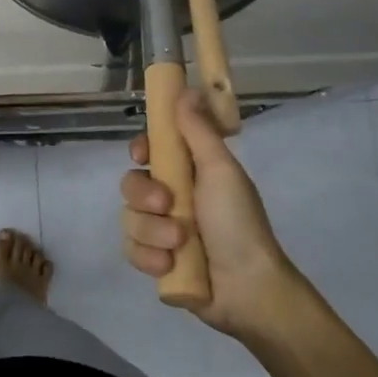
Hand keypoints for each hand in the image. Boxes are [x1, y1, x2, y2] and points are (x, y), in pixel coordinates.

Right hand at [120, 90, 296, 337]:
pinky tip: (169, 265)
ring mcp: (161, 231)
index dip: (140, 150)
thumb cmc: (238, 223)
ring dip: (152, 232)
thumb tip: (187, 89)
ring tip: (179, 245)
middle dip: (144, 196)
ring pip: (129, 219)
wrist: (248, 288)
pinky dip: (148, 258)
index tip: (143, 155)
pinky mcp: (155, 261)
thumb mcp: (220, 170)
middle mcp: (171, 199)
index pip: (149, 151)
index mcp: (189, 173)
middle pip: (130, 184)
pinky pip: (131, 250)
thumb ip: (198, 130)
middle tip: (167, 205)